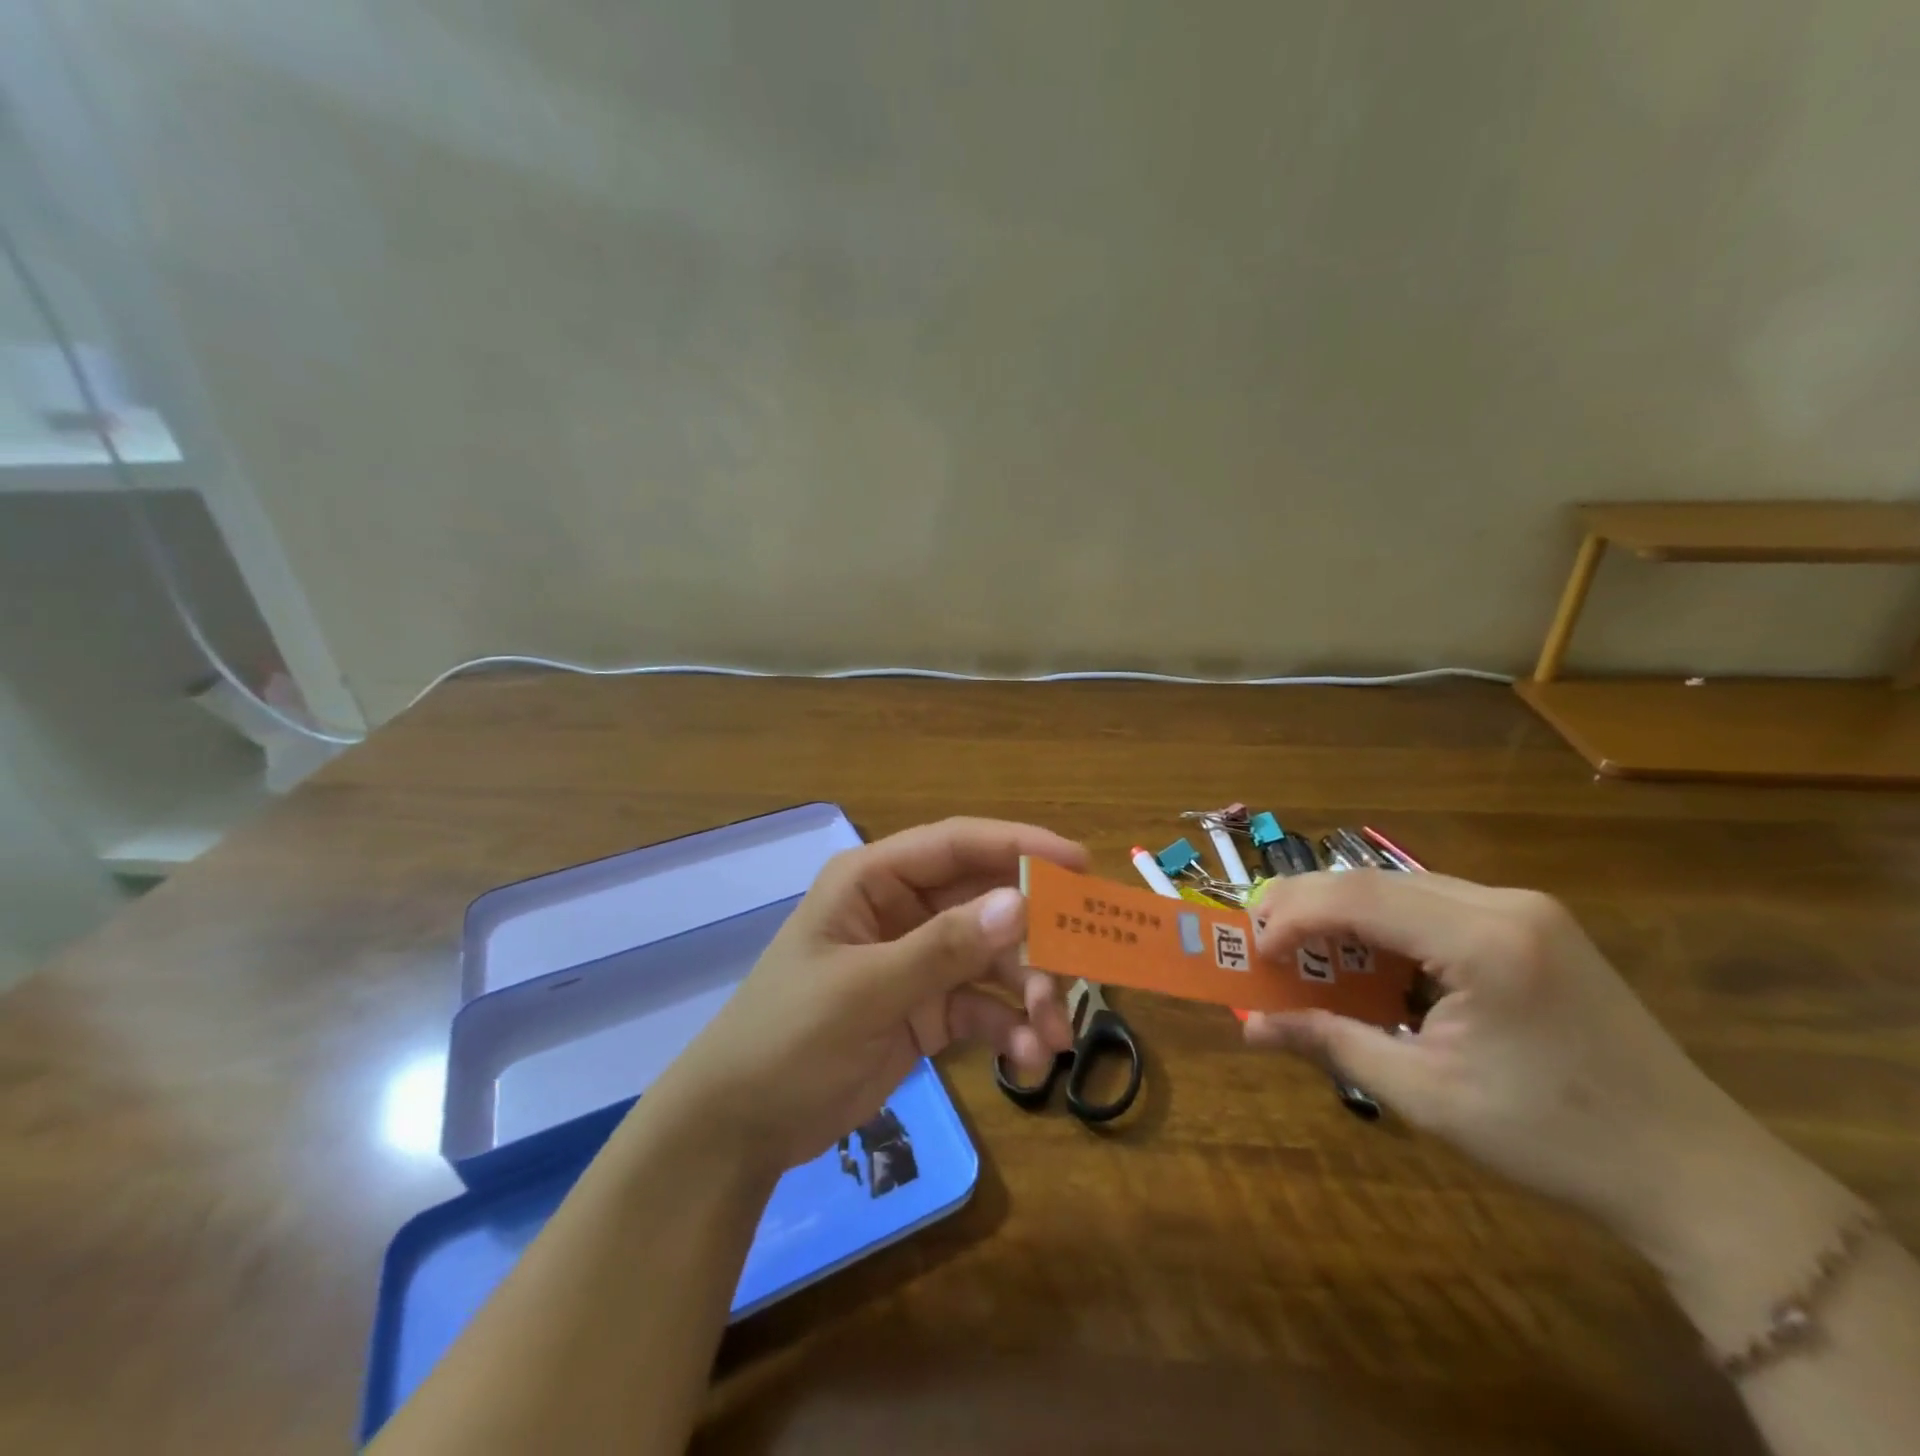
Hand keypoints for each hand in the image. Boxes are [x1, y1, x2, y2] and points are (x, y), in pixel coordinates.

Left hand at [646, 818, 1084, 1177]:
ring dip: (1030, 991)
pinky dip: (1010, 1027)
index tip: (1078, 863)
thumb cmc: (788, 1037)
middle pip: (987, 902)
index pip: (957, 845)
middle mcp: (903, 911)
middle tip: (1080, 970)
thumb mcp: (864, 990)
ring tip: (1053, 1036)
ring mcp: (918, 961)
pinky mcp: (928, 1010)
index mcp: (875, 881)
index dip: (1019, 846)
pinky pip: (983, 1006)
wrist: (741, 1126)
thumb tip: (1020, 904)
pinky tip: (1028, 1058)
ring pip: (994, 957)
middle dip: (1035, 937)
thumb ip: (943, 948)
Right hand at [1242, 871, 1802, 1260]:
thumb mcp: (1426, 1095)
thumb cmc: (1554, 1139)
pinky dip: (1386, 922)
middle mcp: (1505, 903)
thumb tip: (1250, 1026)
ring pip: (1402, 885)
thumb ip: (1331, 1043)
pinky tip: (1369, 955)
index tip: (1253, 951)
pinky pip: (1435, 903)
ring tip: (1303, 946)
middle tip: (1263, 940)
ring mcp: (1525, 909)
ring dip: (1345, 911)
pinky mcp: (1534, 924)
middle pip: (1375, 880)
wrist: (1697, 1174)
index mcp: (1486, 941)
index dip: (1292, 915)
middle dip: (1308, 904)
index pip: (1358, 897)